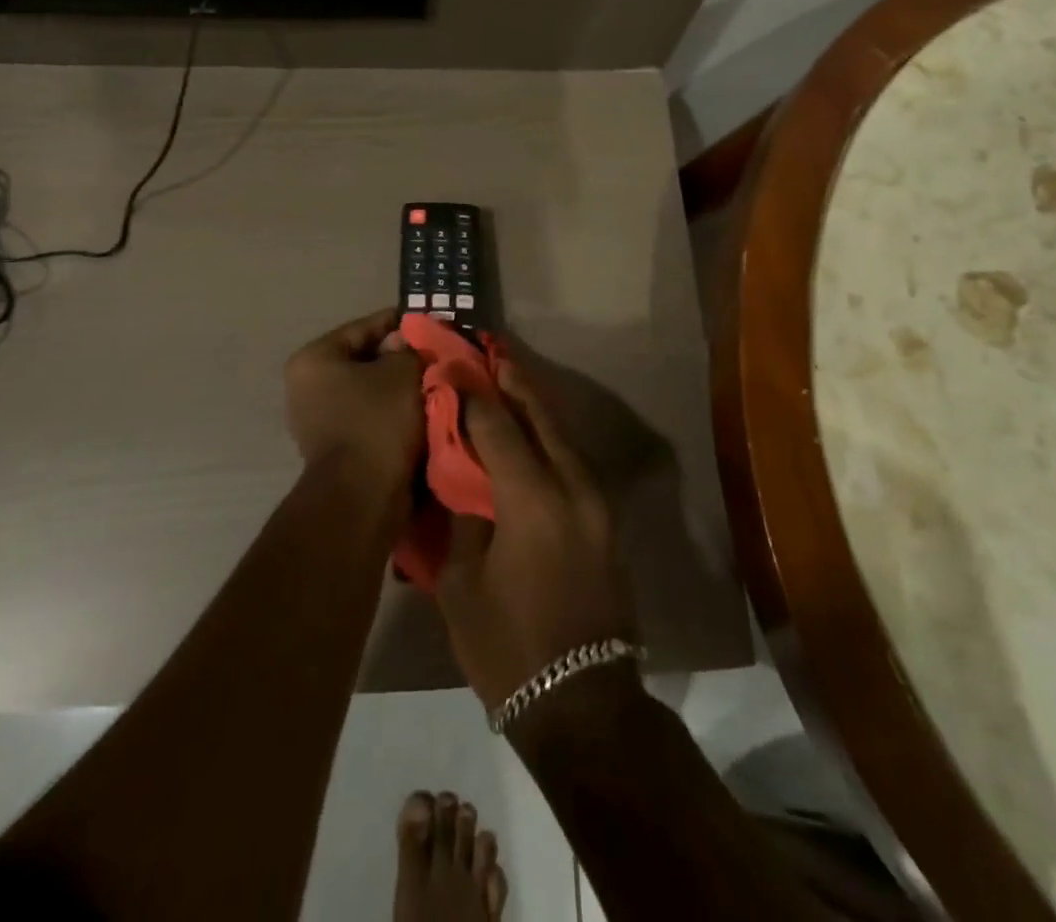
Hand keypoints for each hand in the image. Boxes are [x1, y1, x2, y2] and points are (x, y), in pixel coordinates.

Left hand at [284, 309, 425, 508]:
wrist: (362, 498)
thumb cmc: (377, 423)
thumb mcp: (402, 373)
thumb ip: (410, 349)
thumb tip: (411, 343)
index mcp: (315, 359)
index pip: (367, 326)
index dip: (405, 324)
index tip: (437, 325)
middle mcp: (307, 386)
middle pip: (367, 359)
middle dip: (404, 359)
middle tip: (440, 356)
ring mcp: (318, 419)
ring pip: (371, 390)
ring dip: (402, 388)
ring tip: (438, 383)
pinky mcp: (335, 447)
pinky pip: (371, 416)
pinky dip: (395, 413)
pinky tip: (424, 411)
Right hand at [434, 356, 635, 712]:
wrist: (583, 704)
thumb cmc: (508, 647)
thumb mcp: (462, 583)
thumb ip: (461, 516)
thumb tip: (458, 471)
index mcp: (532, 499)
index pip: (497, 427)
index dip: (471, 394)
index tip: (450, 367)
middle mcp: (572, 487)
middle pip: (541, 417)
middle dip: (513, 381)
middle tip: (489, 350)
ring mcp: (596, 503)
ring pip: (563, 435)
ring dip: (535, 405)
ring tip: (509, 379)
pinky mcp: (605, 520)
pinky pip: (572, 461)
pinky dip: (550, 437)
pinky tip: (532, 431)